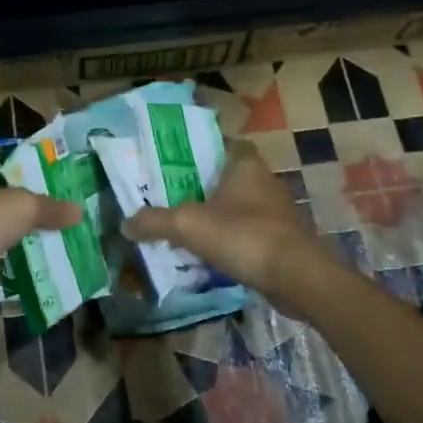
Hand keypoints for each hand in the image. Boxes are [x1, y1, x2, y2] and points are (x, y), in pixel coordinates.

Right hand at [122, 140, 323, 313]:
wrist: (296, 278)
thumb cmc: (243, 236)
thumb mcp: (188, 225)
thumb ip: (154, 221)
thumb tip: (125, 224)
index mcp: (245, 165)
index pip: (226, 144)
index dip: (205, 150)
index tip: (179, 163)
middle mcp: (265, 182)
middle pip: (229, 177)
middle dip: (204, 187)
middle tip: (172, 197)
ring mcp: (277, 213)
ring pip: (240, 207)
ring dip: (218, 216)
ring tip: (185, 228)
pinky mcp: (282, 240)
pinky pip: (249, 233)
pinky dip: (231, 240)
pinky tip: (210, 254)